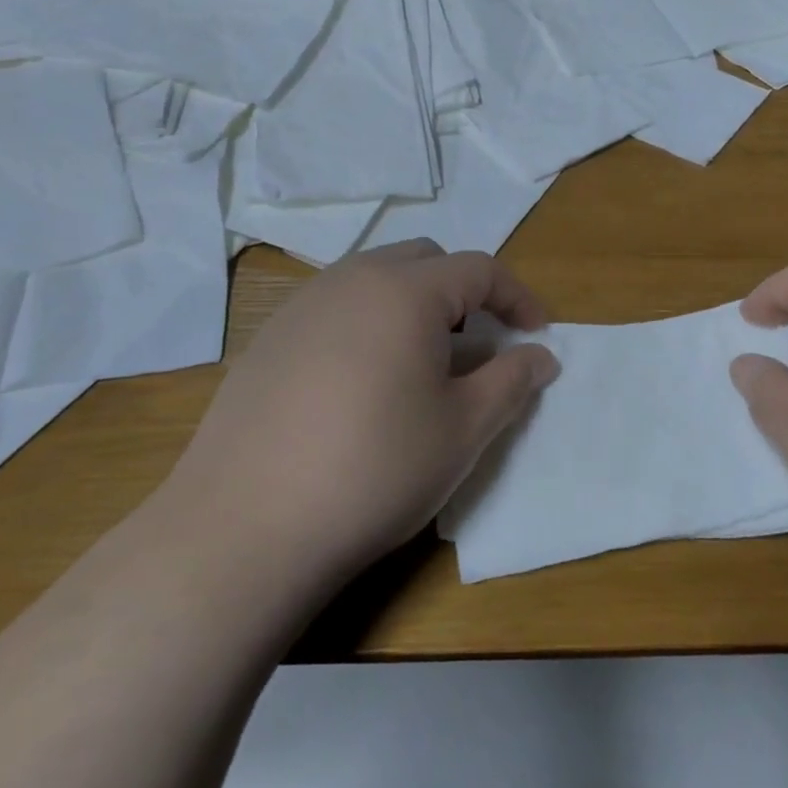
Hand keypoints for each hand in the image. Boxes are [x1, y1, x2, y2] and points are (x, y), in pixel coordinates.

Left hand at [169, 241, 559, 590]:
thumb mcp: (463, 430)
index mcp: (405, 292)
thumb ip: (512, 381)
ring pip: (375, 279)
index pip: (479, 269)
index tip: (537, 334)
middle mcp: (351, 280)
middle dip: (463, 292)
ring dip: (414, 304)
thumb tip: (542, 356)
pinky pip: (335, 307)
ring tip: (422, 363)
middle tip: (477, 344)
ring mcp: (302, 305)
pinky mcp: (268, 337)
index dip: (517, 297)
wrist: (246, 526)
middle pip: (425, 261)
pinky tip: (362, 383)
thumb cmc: (374, 470)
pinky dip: (369, 323)